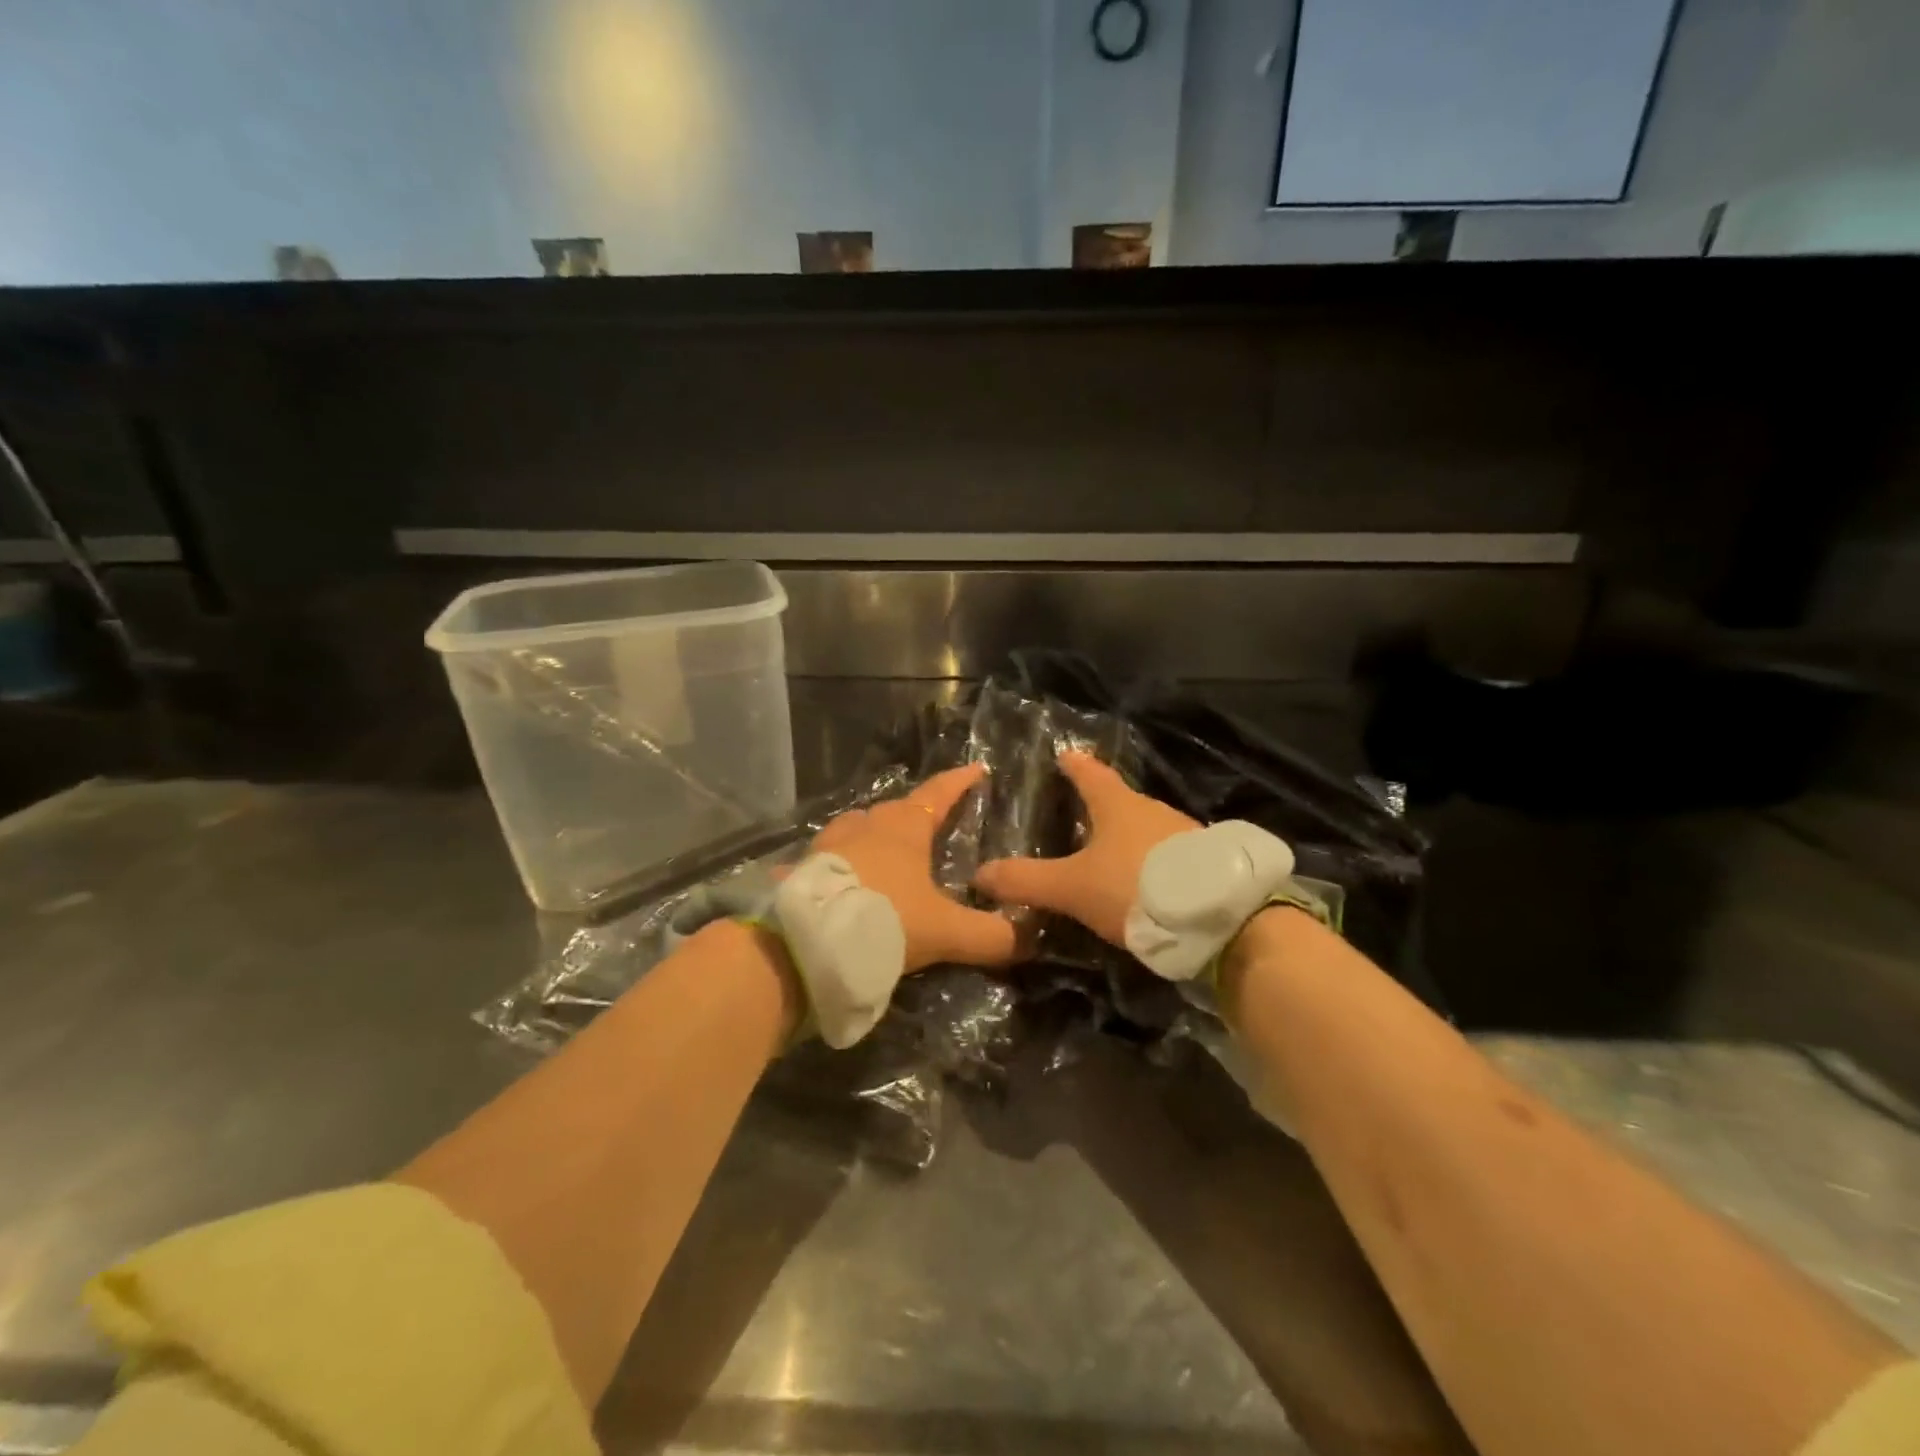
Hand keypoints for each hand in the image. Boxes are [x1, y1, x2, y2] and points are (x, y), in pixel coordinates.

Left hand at [810, 764, 1019, 971]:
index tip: (976, 769)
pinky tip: (846, 881)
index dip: (959, 782)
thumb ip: (990, 935)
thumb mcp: (946, 932)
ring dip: (875, 834)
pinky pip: (830, 857)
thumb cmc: (885, 920)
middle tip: (933, 824)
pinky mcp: (803, 868)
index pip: (938, 794)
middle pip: (896, 809)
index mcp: (904, 827)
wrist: (807, 943)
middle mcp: (866, 825)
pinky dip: (844, 863)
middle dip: (916, 813)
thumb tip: (1028, 939)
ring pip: (859, 828)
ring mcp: (829, 844)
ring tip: (887, 850)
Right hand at [974, 752, 1197, 947]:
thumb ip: (1026, 881)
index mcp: (1117, 805)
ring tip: (1109, 851)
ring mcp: (1184, 834)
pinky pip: (1169, 854)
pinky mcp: (1206, 863)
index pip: (1090, 773)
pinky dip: (1151, 861)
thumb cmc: (1135, 887)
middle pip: (1121, 800)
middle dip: (1101, 804)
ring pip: (1147, 827)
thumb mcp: (1072, 887)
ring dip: (1128, 835)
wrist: (1219, 917)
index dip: (1074, 764)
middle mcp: (1152, 810)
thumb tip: (978, 874)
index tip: (1063, 754)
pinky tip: (1145, 881)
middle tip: (1079, 812)